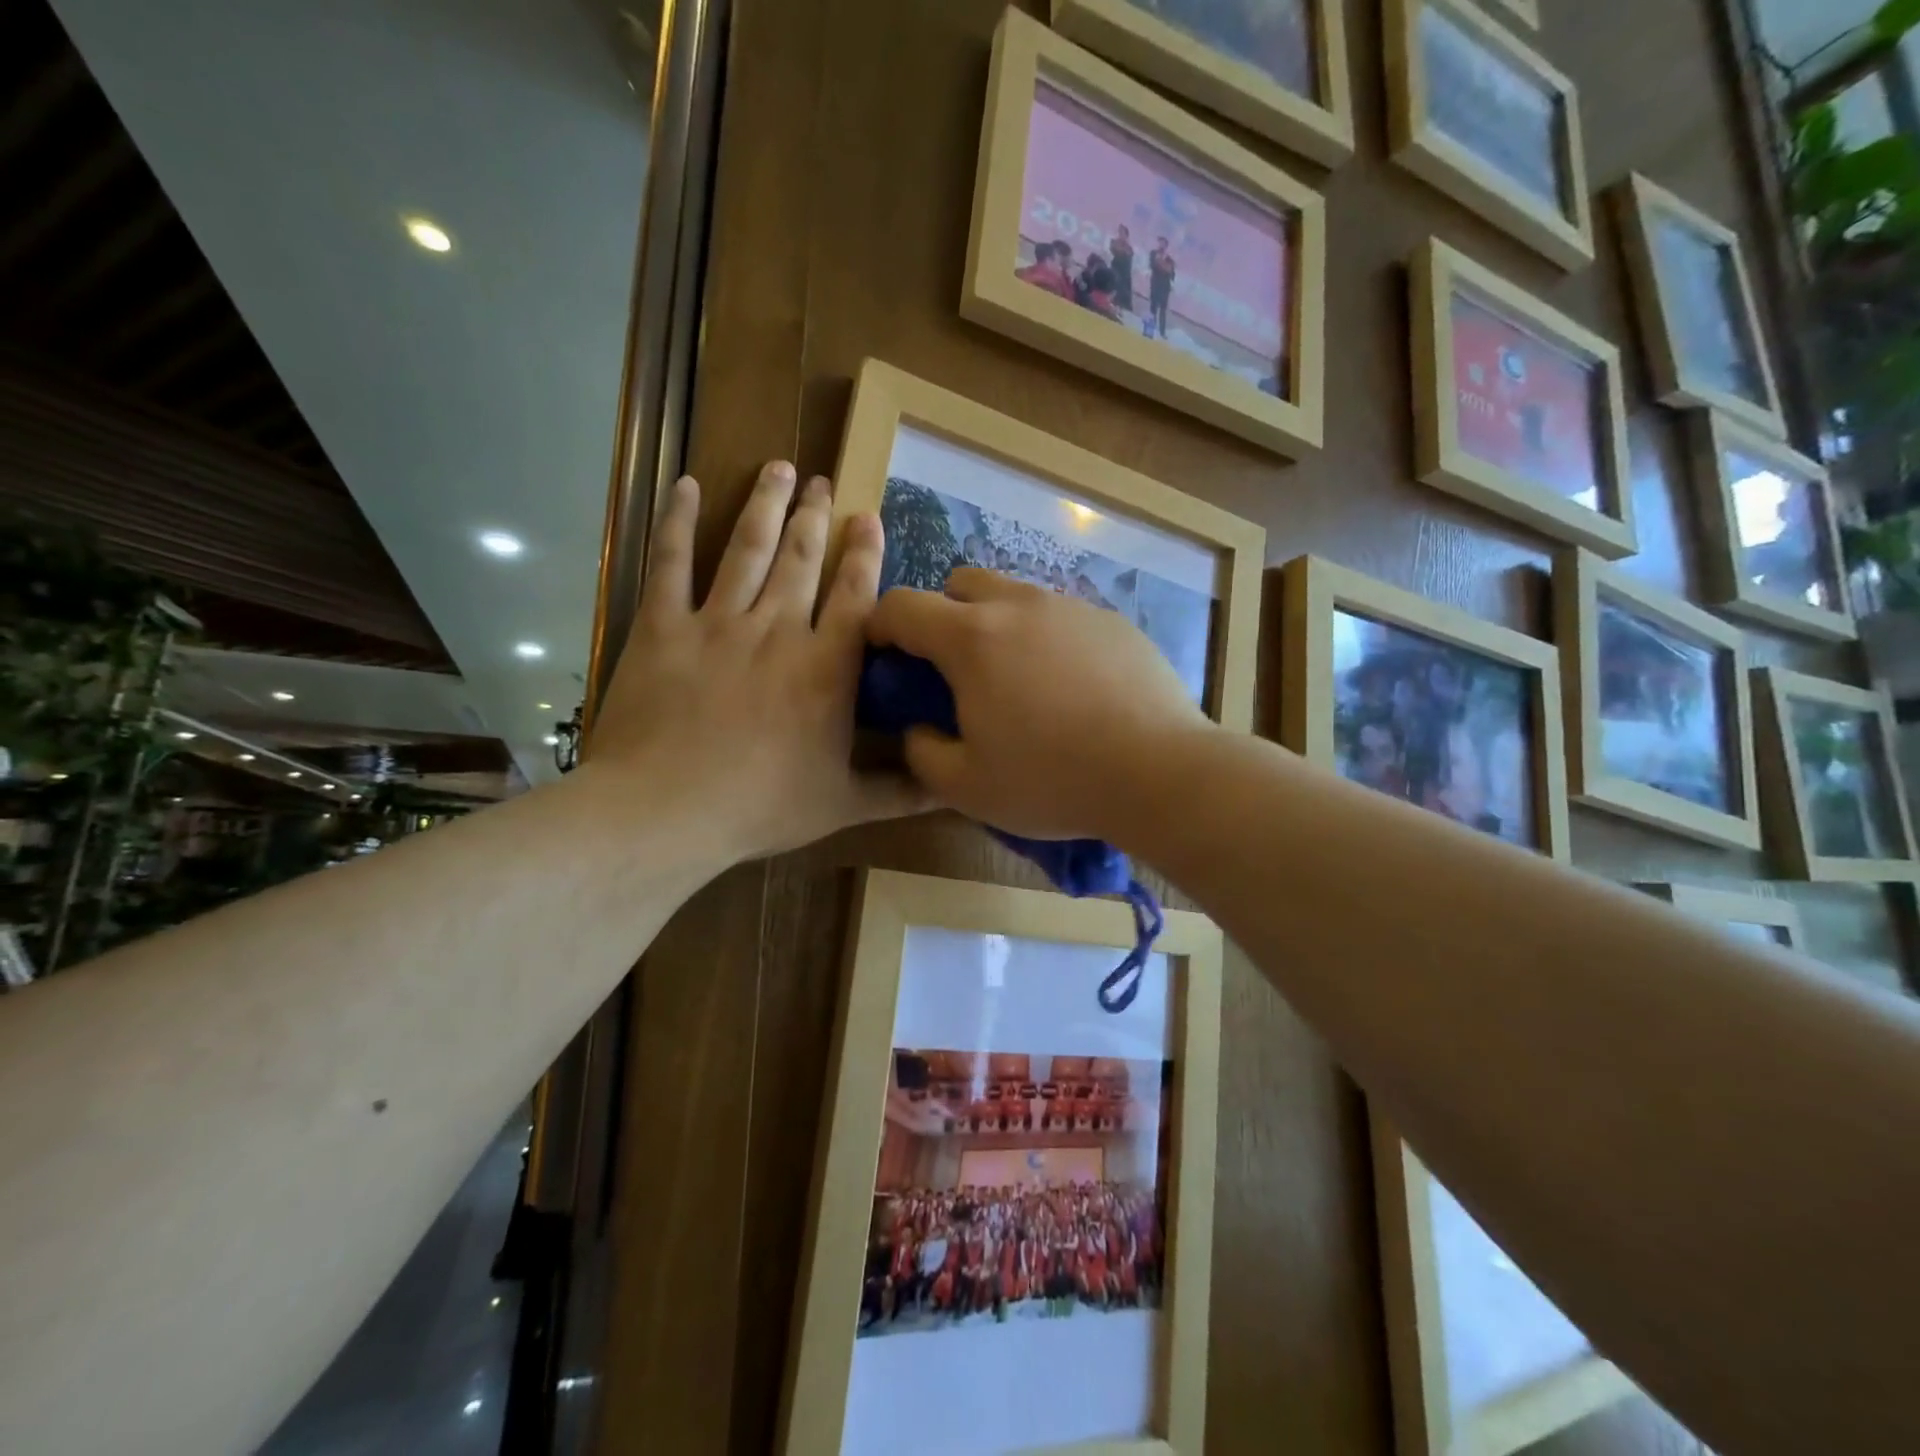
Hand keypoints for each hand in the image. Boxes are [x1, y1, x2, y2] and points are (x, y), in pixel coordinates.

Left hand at [587, 461, 922, 865]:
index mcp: (827, 668)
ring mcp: (717, 623)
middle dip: (814, 516)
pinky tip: (685, 486)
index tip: (868, 517)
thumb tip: (955, 787)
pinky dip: (677, 522)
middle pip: (801, 559)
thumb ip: (903, 791)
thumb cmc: (762, 808)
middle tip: (822, 481)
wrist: (666, 811)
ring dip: (765, 504)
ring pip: (746, 548)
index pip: (856, 596)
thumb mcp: (845, 805)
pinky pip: (670, 562)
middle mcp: (778, 630)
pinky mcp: (663, 628)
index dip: (865, 554)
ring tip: (778, 467)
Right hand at [866, 570, 1211, 840]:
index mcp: (972, 638)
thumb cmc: (1053, 780)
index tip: (884, 653)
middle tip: (953, 667)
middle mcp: (1019, 605)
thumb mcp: (967, 786)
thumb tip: (919, 728)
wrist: (1159, 772)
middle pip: (960, 582)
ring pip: (1015, 594)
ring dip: (996, 623)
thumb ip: (923, 752)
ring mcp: (1071, 607)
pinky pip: (1061, 615)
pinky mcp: (1112, 621)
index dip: (880, 624)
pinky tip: (1069, 685)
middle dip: (942, 614)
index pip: (903, 605)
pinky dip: (1046, 637)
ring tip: (1016, 677)